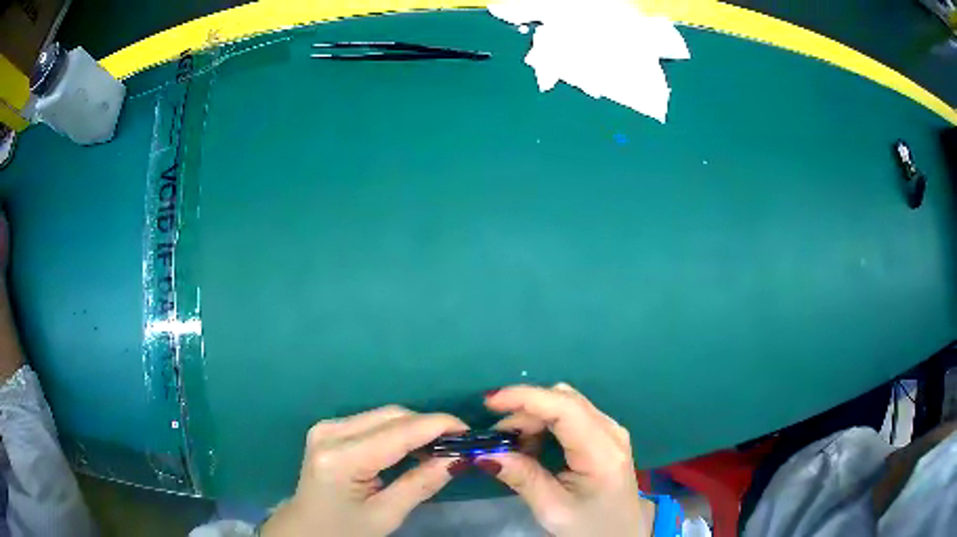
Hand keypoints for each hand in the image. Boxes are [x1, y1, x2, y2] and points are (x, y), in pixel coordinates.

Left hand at [261, 406, 468, 536]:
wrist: (306, 529)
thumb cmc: (345, 531)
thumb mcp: (386, 515)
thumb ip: (421, 483)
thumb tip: (459, 458)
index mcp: (341, 458)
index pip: (399, 431)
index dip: (439, 425)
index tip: (471, 433)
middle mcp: (330, 432)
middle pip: (392, 416)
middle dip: (429, 426)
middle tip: (459, 444)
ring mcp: (326, 427)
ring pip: (384, 415)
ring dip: (415, 427)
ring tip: (440, 447)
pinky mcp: (328, 429)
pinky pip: (373, 421)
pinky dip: (398, 430)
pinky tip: (412, 446)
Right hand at [479, 383, 654, 536]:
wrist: (621, 534)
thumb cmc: (589, 526)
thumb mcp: (553, 509)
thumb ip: (522, 478)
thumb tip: (485, 453)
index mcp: (603, 452)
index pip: (565, 408)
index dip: (526, 398)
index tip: (490, 402)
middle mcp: (611, 431)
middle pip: (564, 400)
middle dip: (525, 410)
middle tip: (498, 438)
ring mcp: (611, 430)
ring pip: (567, 402)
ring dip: (534, 415)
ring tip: (513, 444)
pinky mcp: (605, 434)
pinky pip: (571, 414)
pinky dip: (545, 421)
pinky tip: (532, 444)